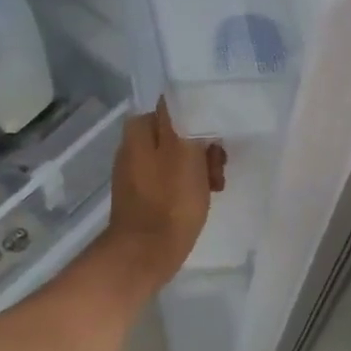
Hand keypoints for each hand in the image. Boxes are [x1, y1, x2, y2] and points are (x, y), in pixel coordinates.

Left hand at [103, 99, 225, 288]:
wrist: (146, 253)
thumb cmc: (170, 200)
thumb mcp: (182, 151)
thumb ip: (181, 119)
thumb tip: (179, 97)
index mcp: (139, 130)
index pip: (176, 109)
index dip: (201, 122)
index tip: (216, 142)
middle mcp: (133, 146)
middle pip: (178, 134)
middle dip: (202, 149)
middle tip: (217, 170)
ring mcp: (136, 172)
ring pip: (177, 158)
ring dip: (199, 169)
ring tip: (214, 189)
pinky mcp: (142, 195)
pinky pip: (170, 180)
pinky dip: (187, 186)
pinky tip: (199, 200)